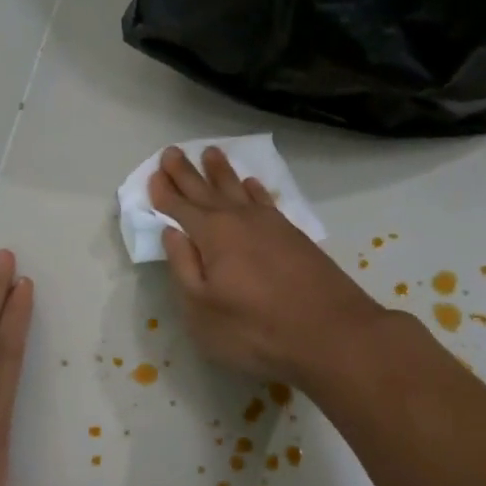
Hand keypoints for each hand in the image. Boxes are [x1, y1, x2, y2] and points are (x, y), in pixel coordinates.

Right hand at [149, 146, 384, 384]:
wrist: (332, 333)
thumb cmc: (256, 330)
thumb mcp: (202, 310)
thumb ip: (184, 268)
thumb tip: (171, 233)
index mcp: (213, 236)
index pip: (181, 208)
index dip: (164, 193)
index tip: (153, 174)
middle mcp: (240, 220)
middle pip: (207, 191)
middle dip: (186, 172)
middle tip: (171, 151)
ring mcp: (271, 225)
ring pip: (239, 189)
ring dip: (222, 172)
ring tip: (210, 153)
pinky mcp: (294, 235)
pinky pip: (266, 200)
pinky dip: (255, 190)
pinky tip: (252, 184)